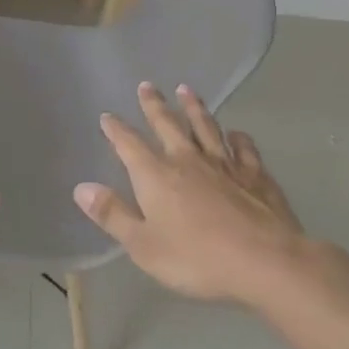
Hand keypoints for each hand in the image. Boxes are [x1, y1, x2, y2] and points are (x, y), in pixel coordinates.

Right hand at [74, 83, 307, 307]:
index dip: (116, 129)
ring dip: (194, 108)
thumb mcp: (143, 245)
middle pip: (167, 124)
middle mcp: (187, 159)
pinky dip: (238, 138)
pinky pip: (244, 148)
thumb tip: (81, 188)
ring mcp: (224, 164)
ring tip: (186, 90)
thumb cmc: (197, 258)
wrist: (266, 262)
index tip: (107, 116)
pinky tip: (237, 132)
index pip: (129, 144)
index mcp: (155, 175)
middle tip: (147, 85)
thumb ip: (113, 215)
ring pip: (205, 127)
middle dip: (154, 105)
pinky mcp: (256, 175)